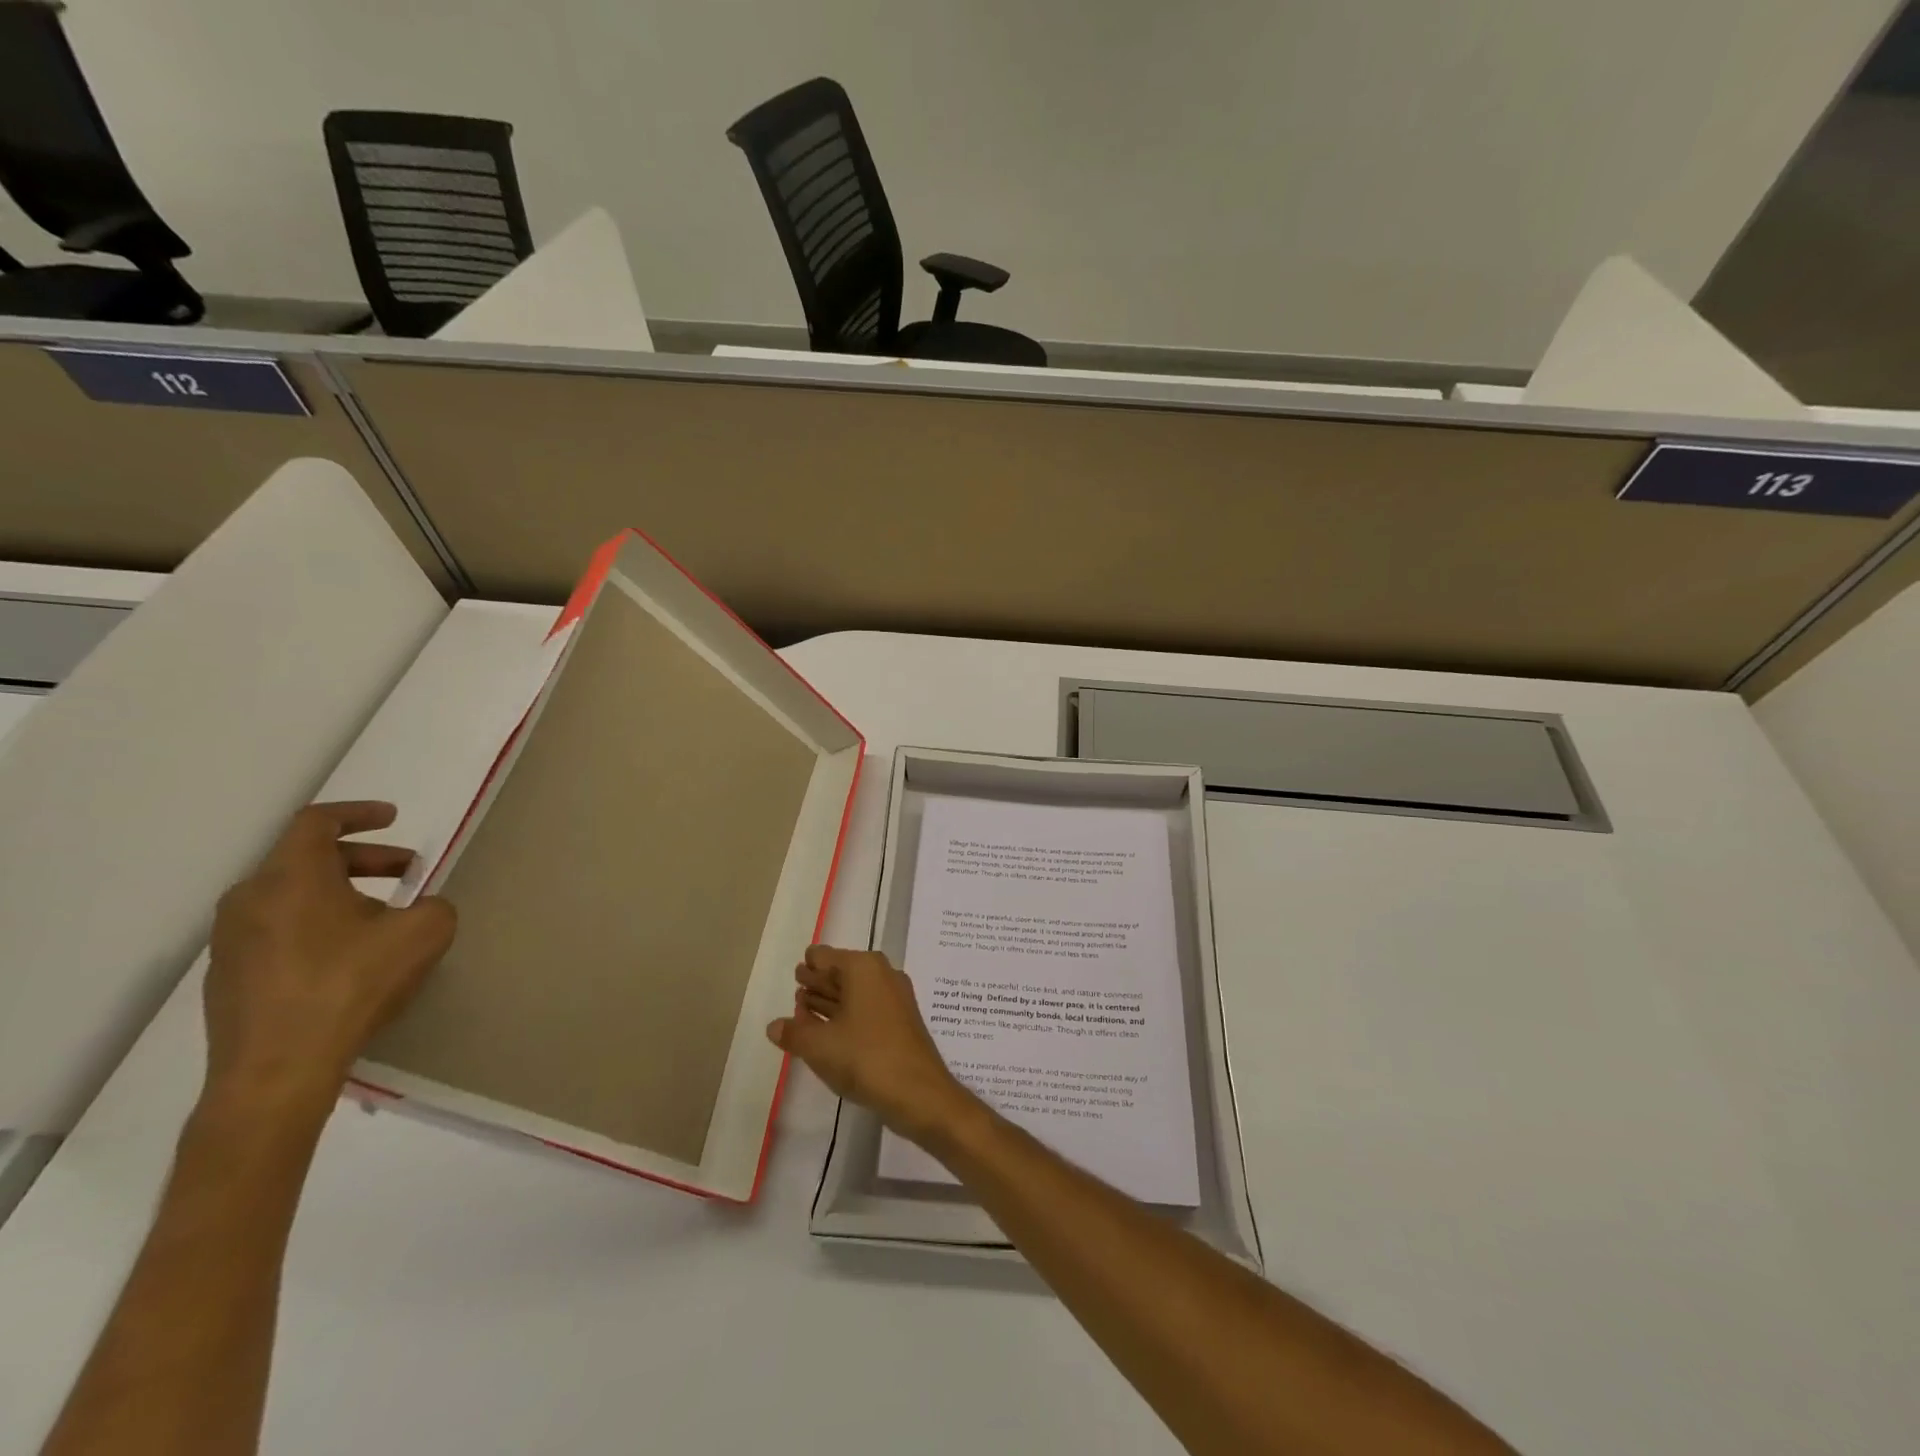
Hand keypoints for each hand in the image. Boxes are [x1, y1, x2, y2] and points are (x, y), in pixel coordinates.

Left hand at [201, 802, 455, 1125]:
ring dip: (342, 894)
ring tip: (384, 918)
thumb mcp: (423, 933)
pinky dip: (318, 926)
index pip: (316, 823)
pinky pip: (279, 932)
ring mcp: (231, 941)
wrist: (277, 1070)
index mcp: (290, 877)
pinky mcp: (229, 978)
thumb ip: (434, 906)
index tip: (393, 818)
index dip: (358, 814)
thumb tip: (422, 908)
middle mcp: (250, 899)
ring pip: (292, 897)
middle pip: (307, 859)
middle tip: (409, 872)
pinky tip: (351, 958)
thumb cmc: (350, 985)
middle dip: (364, 859)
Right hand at [767, 946, 976, 1146]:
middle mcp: (881, 973)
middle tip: (797, 992)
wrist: (918, 1092)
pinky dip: (847, 1016)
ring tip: (805, 1013)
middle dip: (818, 983)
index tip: (794, 977)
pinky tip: (829, 1033)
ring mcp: (895, 997)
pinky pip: (866, 1009)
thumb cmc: (864, 1057)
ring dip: (830, 1002)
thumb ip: (793, 1032)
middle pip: (840, 971)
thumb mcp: (818, 1046)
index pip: (824, 956)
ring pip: (854, 992)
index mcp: (862, 966)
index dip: (807, 967)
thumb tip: (774, 1026)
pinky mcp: (901, 1021)